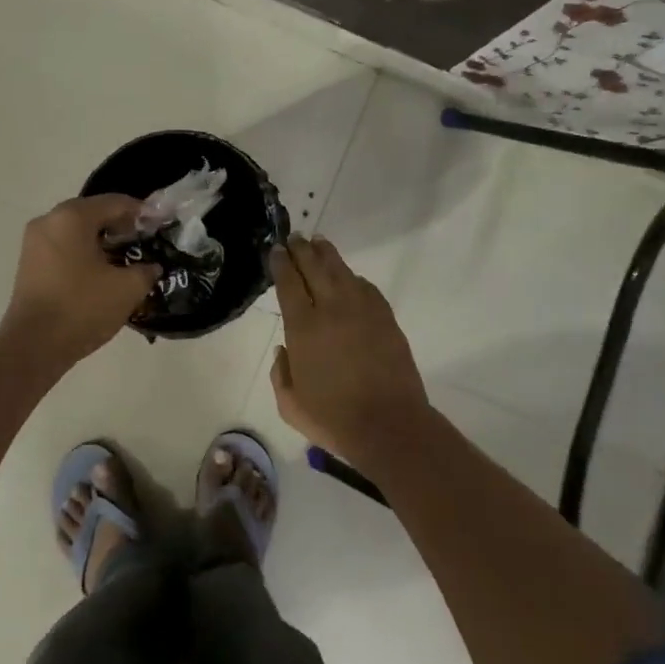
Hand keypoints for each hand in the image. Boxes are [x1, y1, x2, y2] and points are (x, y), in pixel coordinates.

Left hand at [0, 195, 158, 368]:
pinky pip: (65, 247)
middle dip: (122, 226)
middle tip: (147, 242)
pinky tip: (104, 272)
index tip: (161, 225)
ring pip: (78, 231)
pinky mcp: (30, 263)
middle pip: (94, 213)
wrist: (33, 348)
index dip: (142, 213)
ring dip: (104, 241)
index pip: (115, 202)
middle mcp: (49, 221)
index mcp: (72, 217)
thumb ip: (146, 270)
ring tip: (128, 259)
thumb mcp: (127, 288)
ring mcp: (35, 242)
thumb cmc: (82, 308)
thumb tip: (151, 266)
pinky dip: (86, 252)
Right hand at [269, 236, 429, 462]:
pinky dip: (353, 278)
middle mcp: (331, 309)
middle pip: (314, 268)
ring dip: (327, 254)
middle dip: (301, 250)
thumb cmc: (333, 419)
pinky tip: (349, 278)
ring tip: (319, 243)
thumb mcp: (290, 405)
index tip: (276, 250)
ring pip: (342, 271)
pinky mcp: (385, 317)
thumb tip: (284, 351)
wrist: (388, 425)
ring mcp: (362, 310)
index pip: (288, 283)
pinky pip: (366, 288)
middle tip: (295, 238)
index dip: (281, 263)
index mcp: (303, 328)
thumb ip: (281, 374)